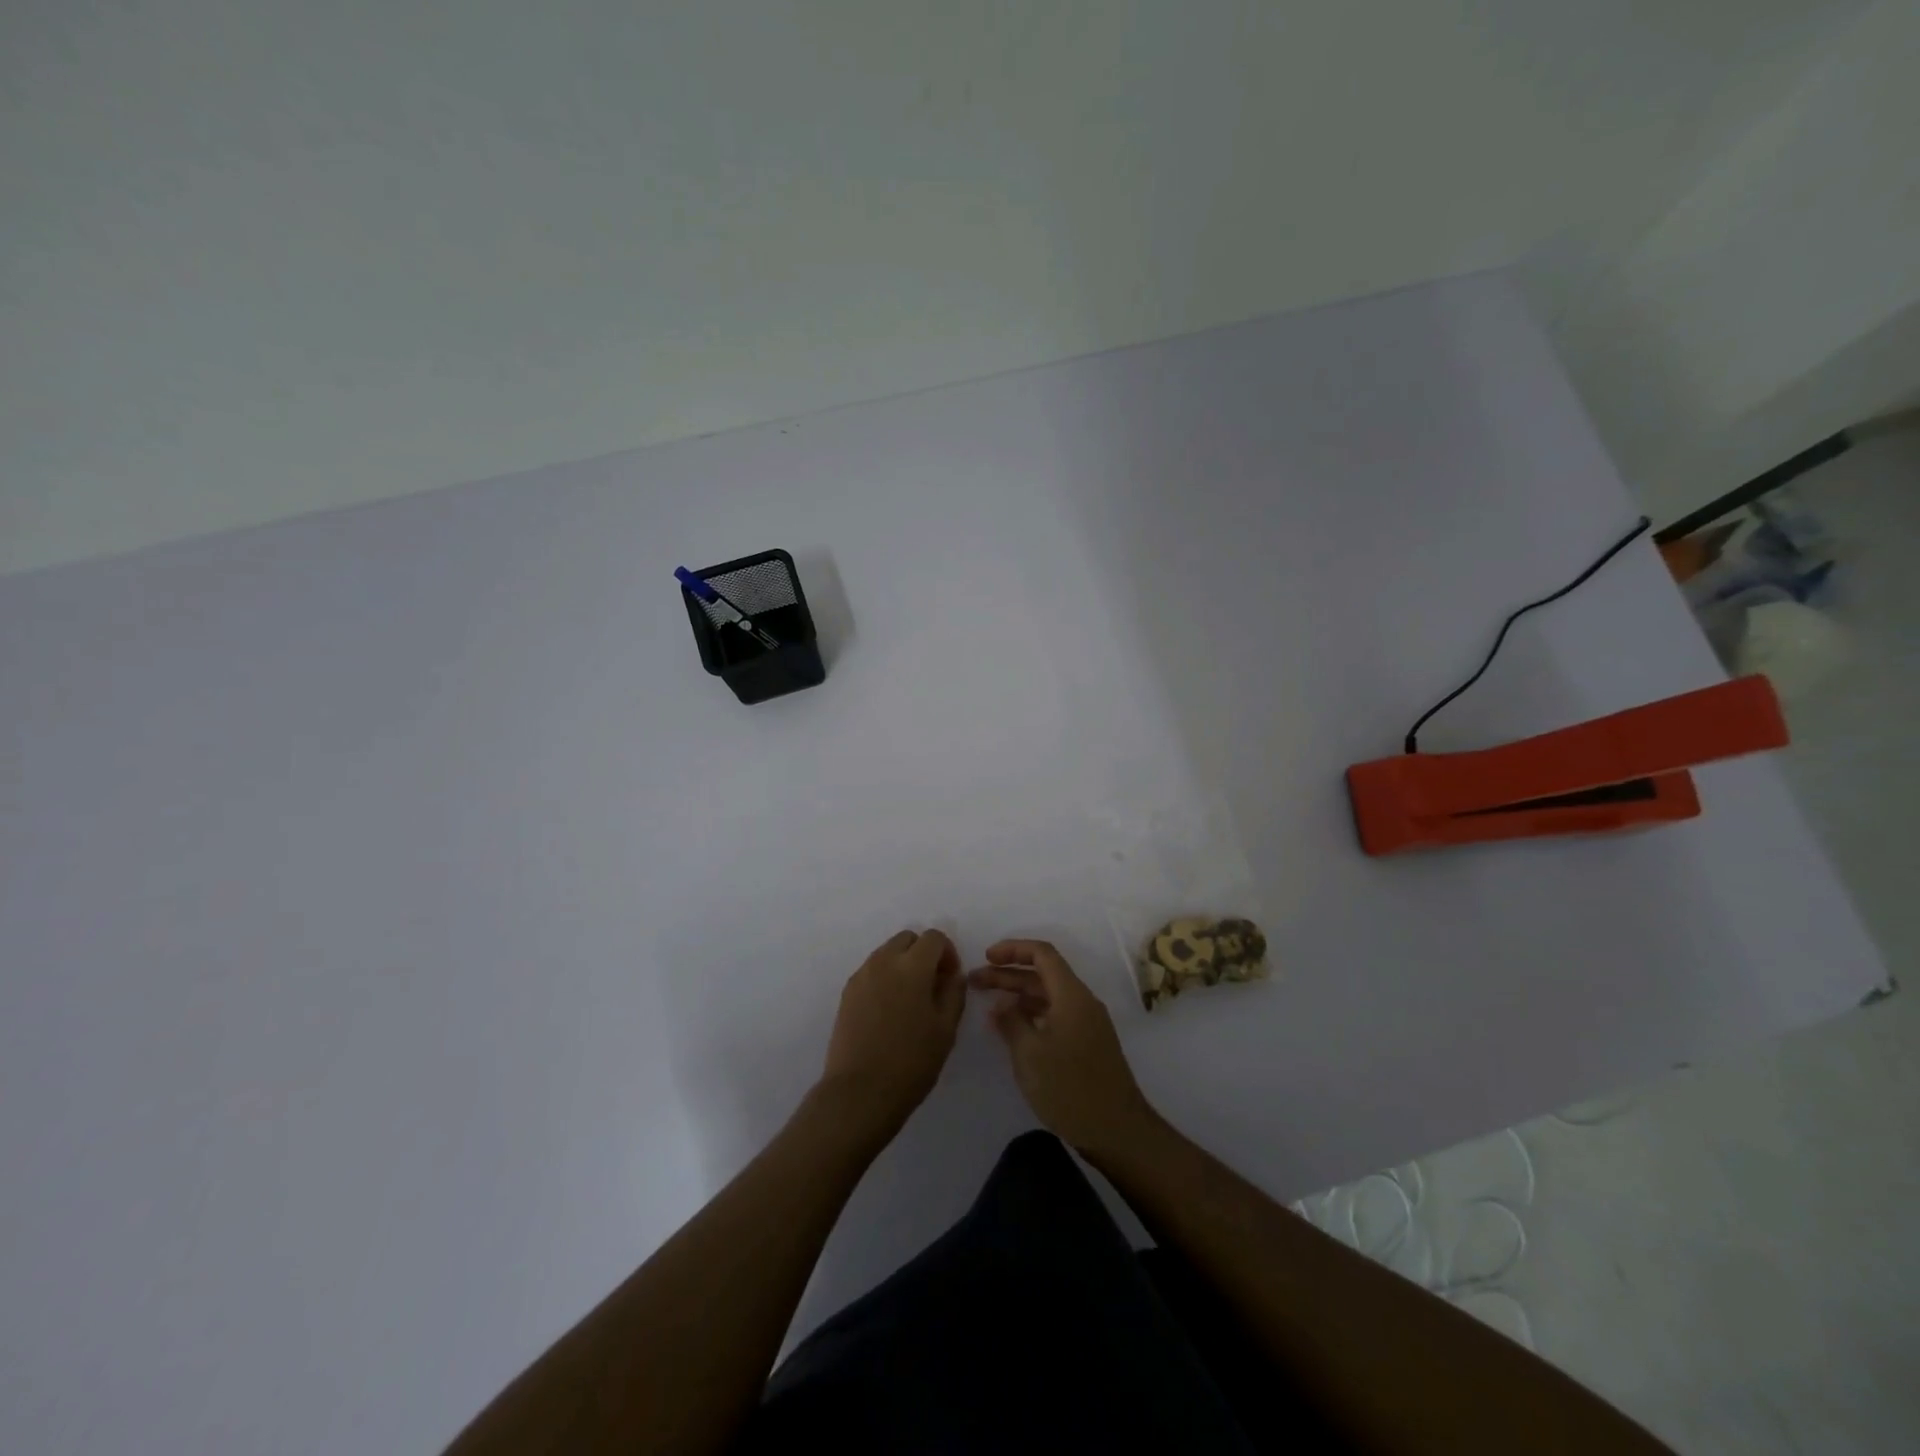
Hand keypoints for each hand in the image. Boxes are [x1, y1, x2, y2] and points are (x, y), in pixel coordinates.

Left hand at [819, 929, 966, 1139]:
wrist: (860, 1092)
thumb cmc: (911, 1062)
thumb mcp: (945, 1029)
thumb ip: (954, 993)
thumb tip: (953, 975)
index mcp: (912, 966)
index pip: (934, 938)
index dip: (948, 953)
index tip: (951, 979)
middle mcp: (883, 961)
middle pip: (907, 939)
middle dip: (924, 953)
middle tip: (932, 985)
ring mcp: (861, 976)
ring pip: (887, 952)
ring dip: (903, 964)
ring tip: (911, 1000)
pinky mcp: (847, 993)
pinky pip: (872, 971)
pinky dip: (885, 977)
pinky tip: (890, 1010)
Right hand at [968, 940, 1158, 1156]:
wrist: (1116, 1131)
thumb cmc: (1069, 1087)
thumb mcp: (1030, 1054)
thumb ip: (1011, 1022)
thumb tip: (1001, 1005)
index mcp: (1072, 995)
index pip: (1042, 954)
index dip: (1012, 949)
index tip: (986, 957)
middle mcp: (1082, 1002)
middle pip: (1043, 975)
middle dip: (1008, 974)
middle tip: (974, 982)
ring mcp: (1087, 1023)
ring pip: (1048, 996)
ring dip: (1018, 995)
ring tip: (988, 1005)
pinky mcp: (1087, 1044)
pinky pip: (1055, 1015)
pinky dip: (1032, 1015)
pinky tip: (1012, 1029)